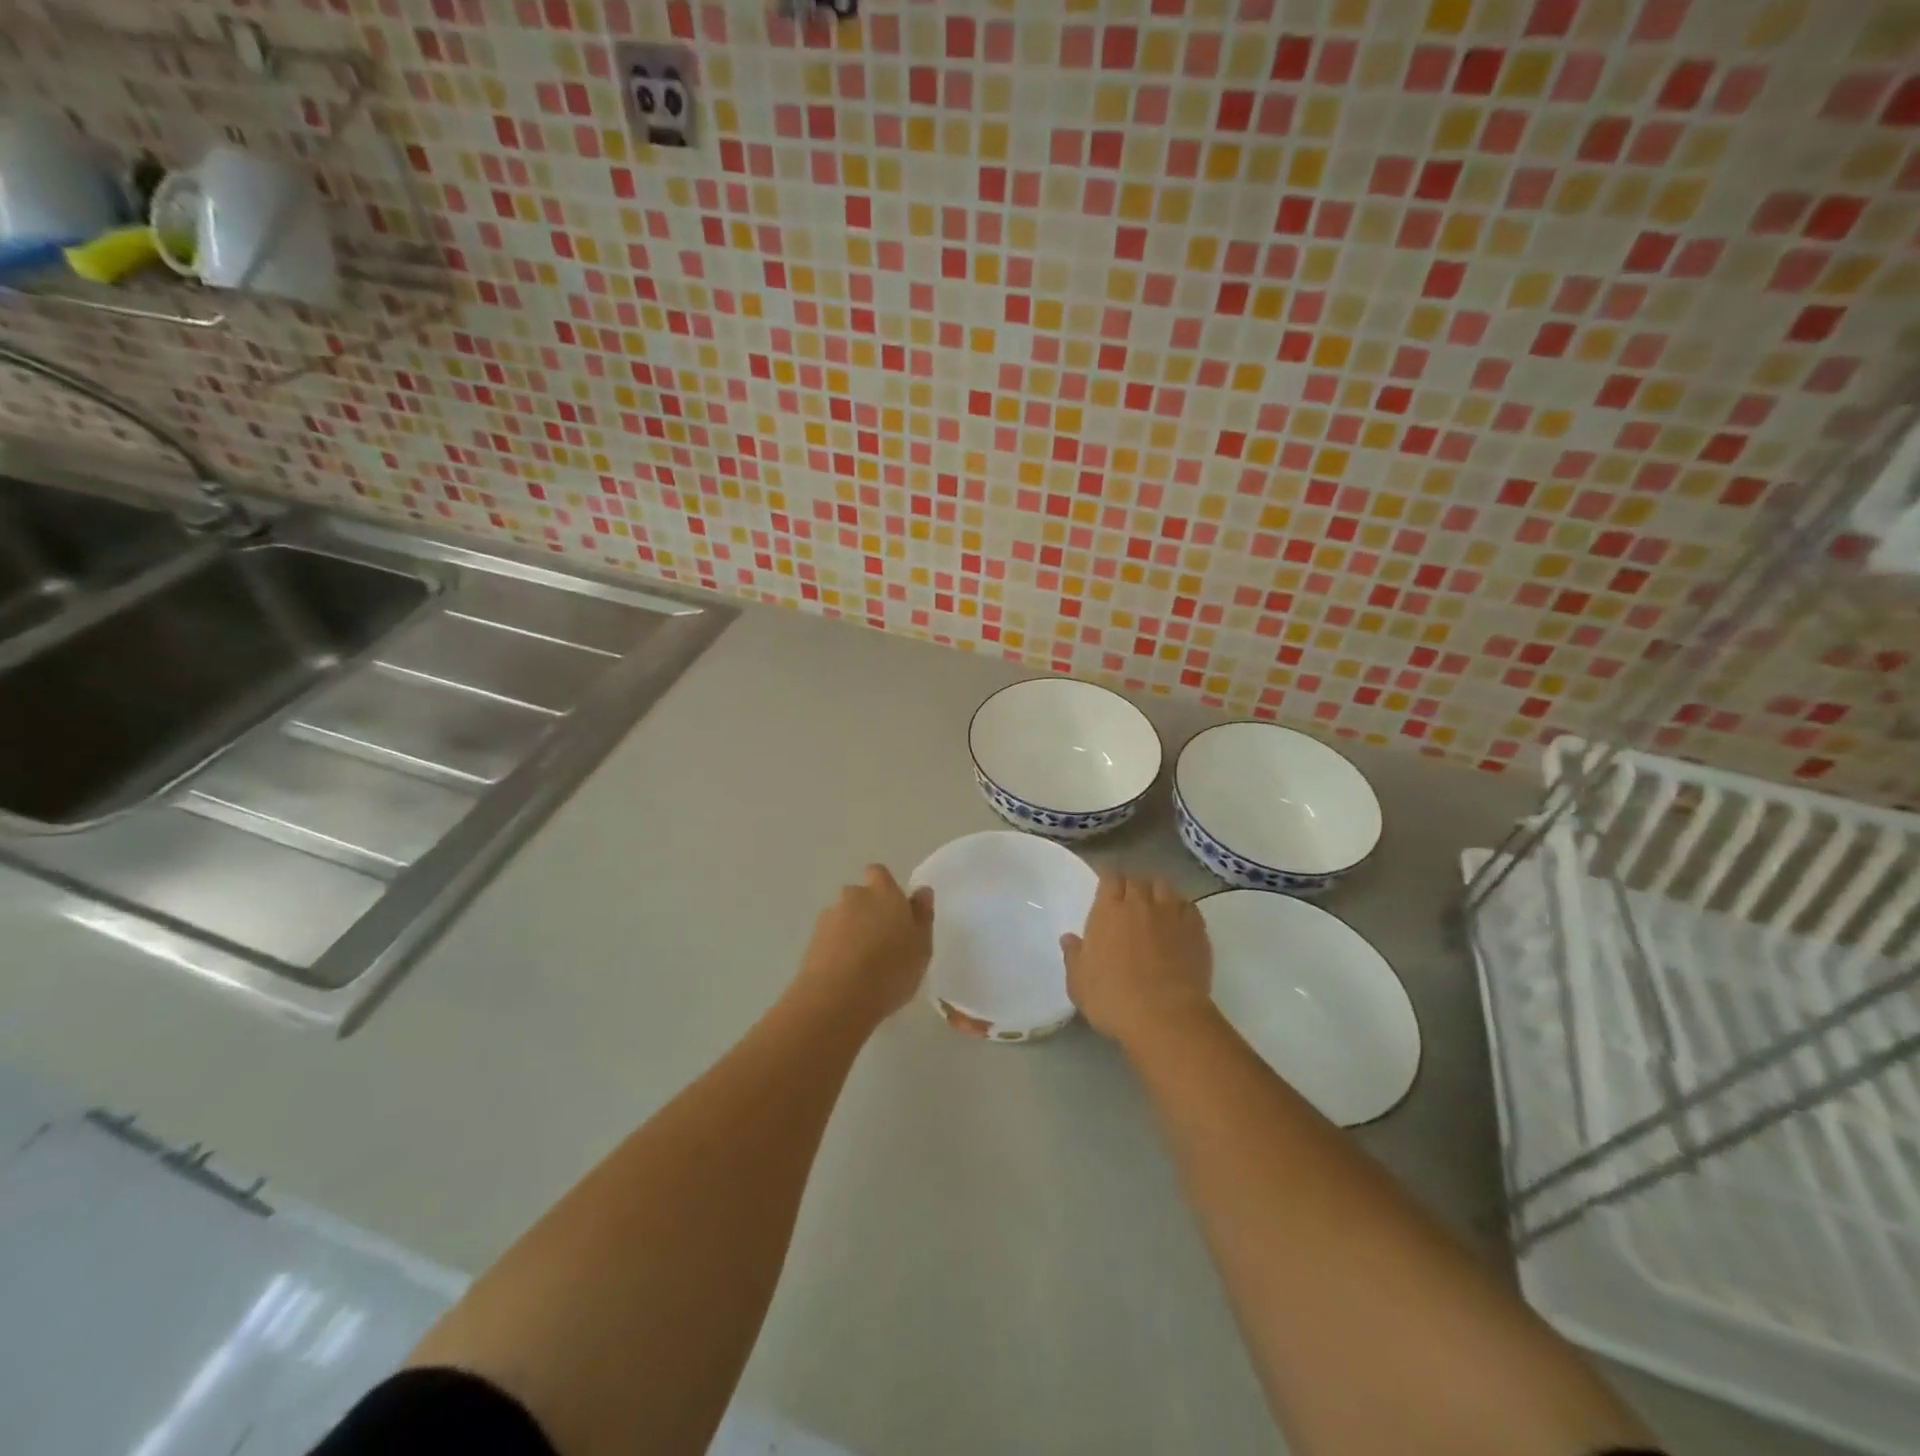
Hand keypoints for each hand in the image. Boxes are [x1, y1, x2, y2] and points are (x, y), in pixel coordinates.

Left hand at [795, 864, 934, 1026]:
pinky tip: (845, 974)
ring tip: (862, 963)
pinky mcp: (811, 941)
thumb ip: (922, 915)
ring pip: (843, 917)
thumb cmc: (891, 969)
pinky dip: (836, 949)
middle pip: (859, 896)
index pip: (879, 873)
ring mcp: (829, 917)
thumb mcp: (922, 946)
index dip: (885, 888)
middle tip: (882, 941)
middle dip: (867, 911)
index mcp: (883, 892)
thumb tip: (922, 891)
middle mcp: (854, 896)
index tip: (894, 911)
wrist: (837, 997)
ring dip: (851, 931)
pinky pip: (829, 938)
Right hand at [1060, 873, 1212, 1049]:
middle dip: (1133, 886)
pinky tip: (1178, 923)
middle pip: (1138, 879)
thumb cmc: (1113, 998)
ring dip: (1158, 893)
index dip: (1109, 880)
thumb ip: (1074, 956)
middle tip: (1129, 902)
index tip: (1106, 889)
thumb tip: (1069, 938)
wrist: (1164, 1016)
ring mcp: (1172, 914)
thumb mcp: (1079, 982)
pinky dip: (1182, 909)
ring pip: (1165, 887)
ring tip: (1155, 908)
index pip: (1110, 877)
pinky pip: (1189, 907)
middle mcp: (1141, 903)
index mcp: (1109, 910)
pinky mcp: (1197, 930)